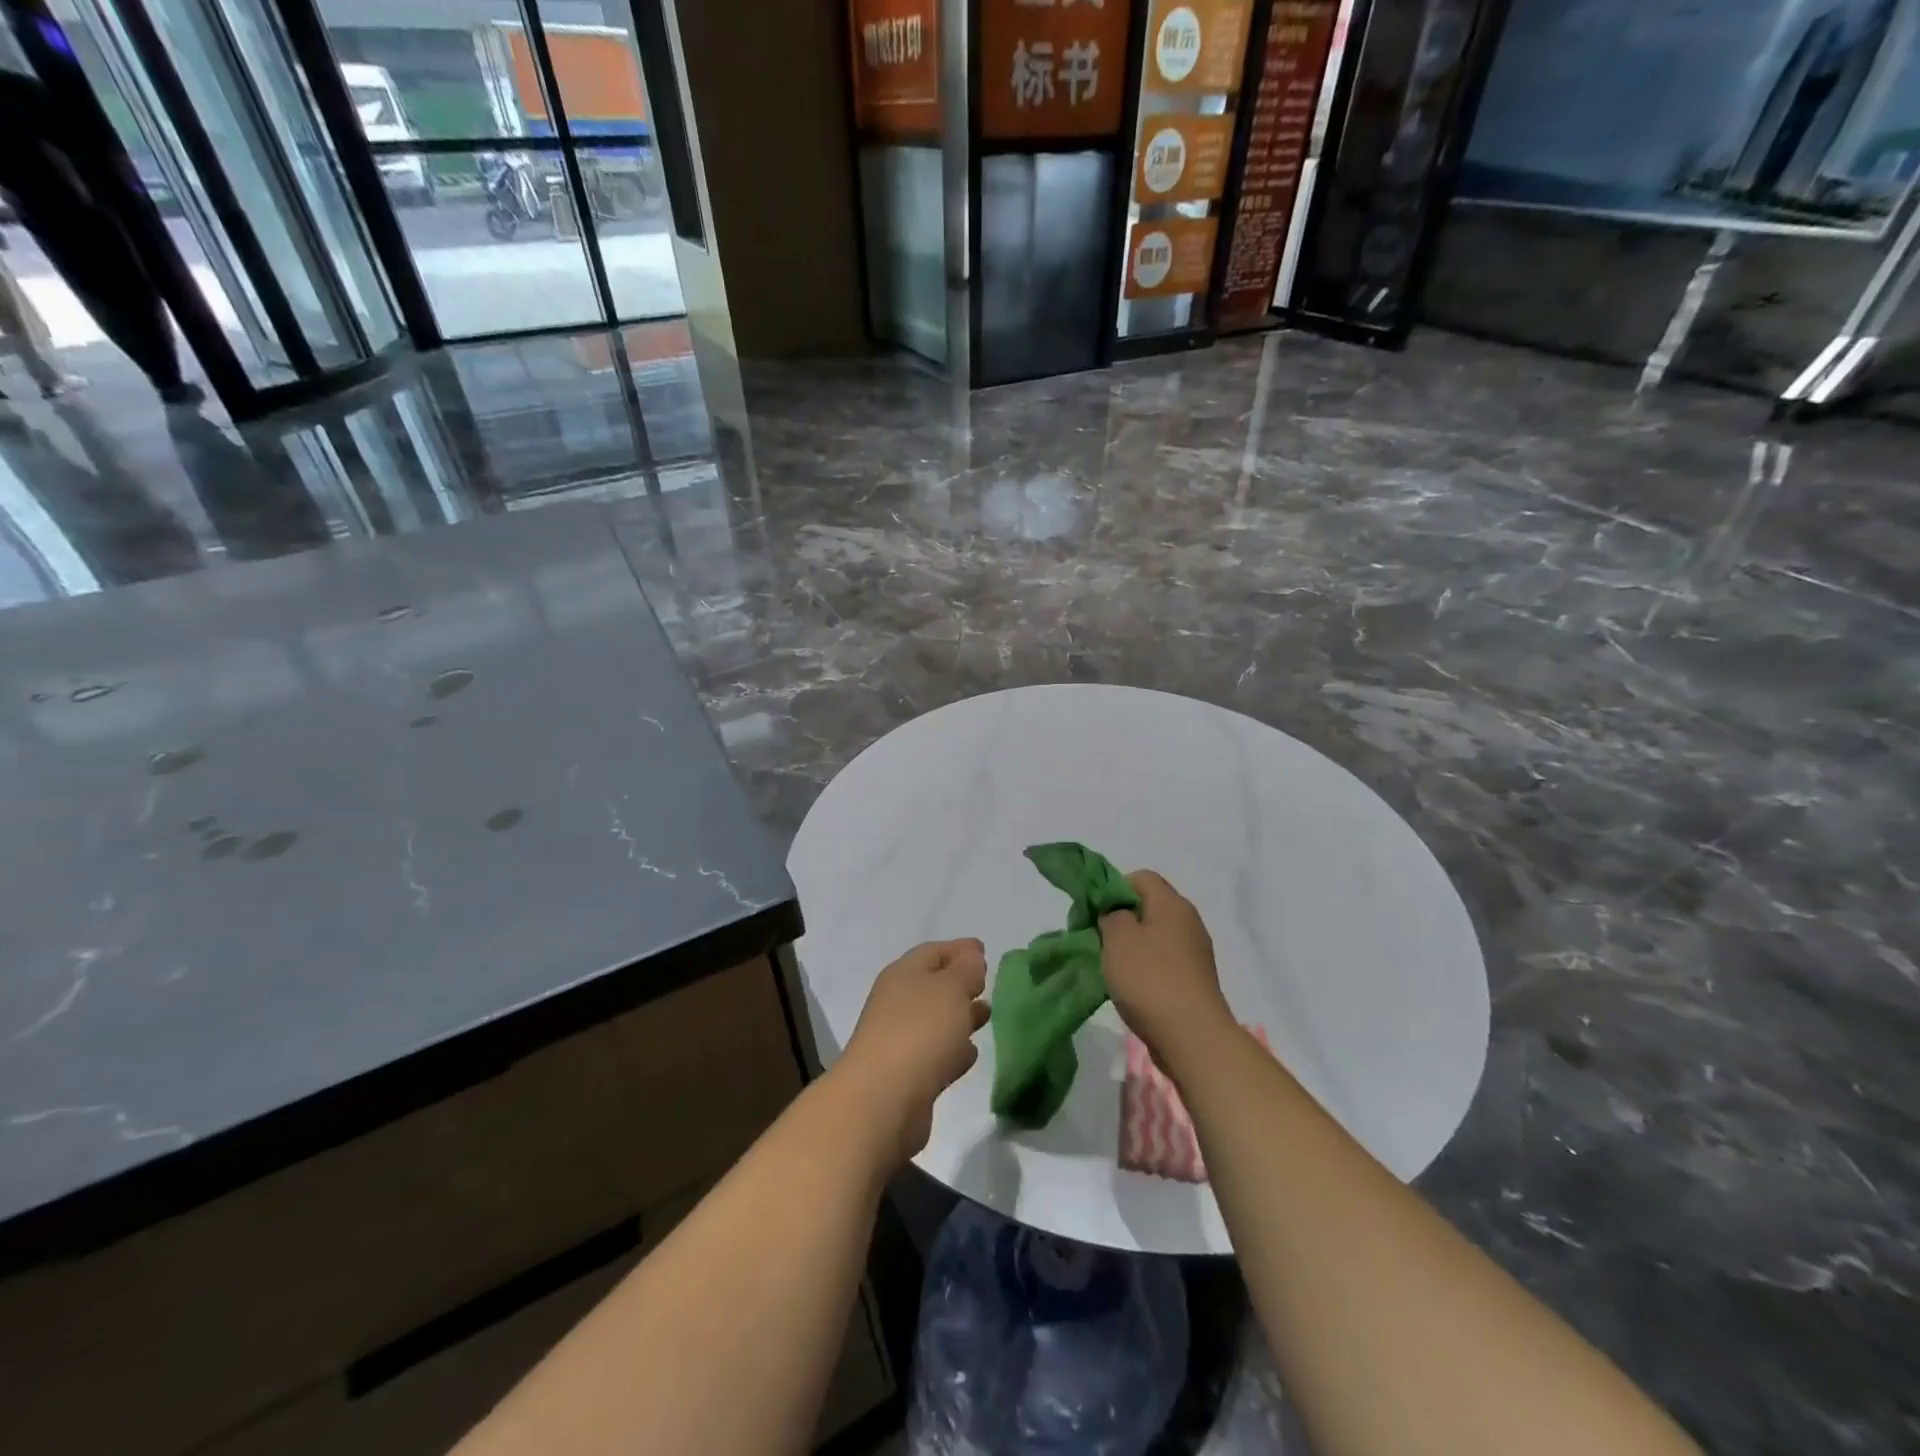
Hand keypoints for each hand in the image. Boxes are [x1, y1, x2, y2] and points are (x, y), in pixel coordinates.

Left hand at [835, 939, 988, 1168]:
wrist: (883, 1100)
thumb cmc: (920, 1032)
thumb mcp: (951, 989)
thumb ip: (965, 970)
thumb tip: (971, 957)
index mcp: (904, 974)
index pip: (934, 951)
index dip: (959, 949)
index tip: (984, 950)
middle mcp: (898, 1002)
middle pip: (933, 985)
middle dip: (961, 982)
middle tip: (989, 984)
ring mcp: (899, 1039)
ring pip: (936, 1019)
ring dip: (960, 1016)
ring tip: (987, 1015)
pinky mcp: (907, 1074)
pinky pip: (936, 1052)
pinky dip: (954, 1049)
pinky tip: (971, 1053)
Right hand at [1101, 871, 1232, 1064]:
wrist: (1192, 1037)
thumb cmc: (1150, 980)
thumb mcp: (1118, 938)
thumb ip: (1111, 915)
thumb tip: (1116, 914)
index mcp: (1172, 904)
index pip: (1140, 877)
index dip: (1113, 889)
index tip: (1094, 913)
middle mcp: (1188, 922)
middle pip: (1148, 907)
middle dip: (1119, 920)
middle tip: (1097, 940)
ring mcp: (1194, 953)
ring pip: (1154, 936)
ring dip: (1130, 948)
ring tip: (1111, 968)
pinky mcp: (1194, 981)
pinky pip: (1163, 962)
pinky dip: (1145, 969)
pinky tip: (1131, 988)